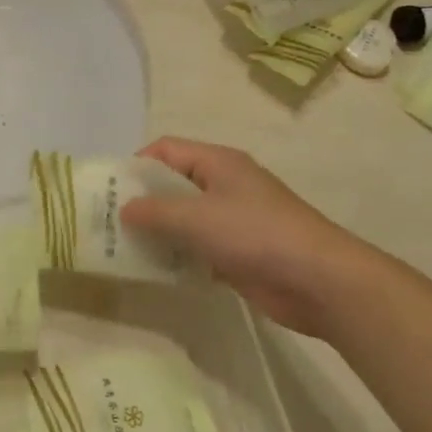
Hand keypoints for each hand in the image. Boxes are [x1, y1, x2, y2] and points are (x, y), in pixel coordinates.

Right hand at [120, 137, 405, 338]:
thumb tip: (123, 208)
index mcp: (218, 163)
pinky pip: (198, 247)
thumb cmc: (256, 235)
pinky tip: (157, 271)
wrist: (321, 282)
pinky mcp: (240, 253)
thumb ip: (154, 211)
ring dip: (159, 232)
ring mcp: (234, 220)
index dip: (137, 164)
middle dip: (143, 201)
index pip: (166, 150)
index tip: (110, 190)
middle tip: (110, 222)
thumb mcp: (196, 218)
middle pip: (173, 184)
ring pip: (185, 219)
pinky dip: (178, 256)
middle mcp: (225, 185)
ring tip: (125, 249)